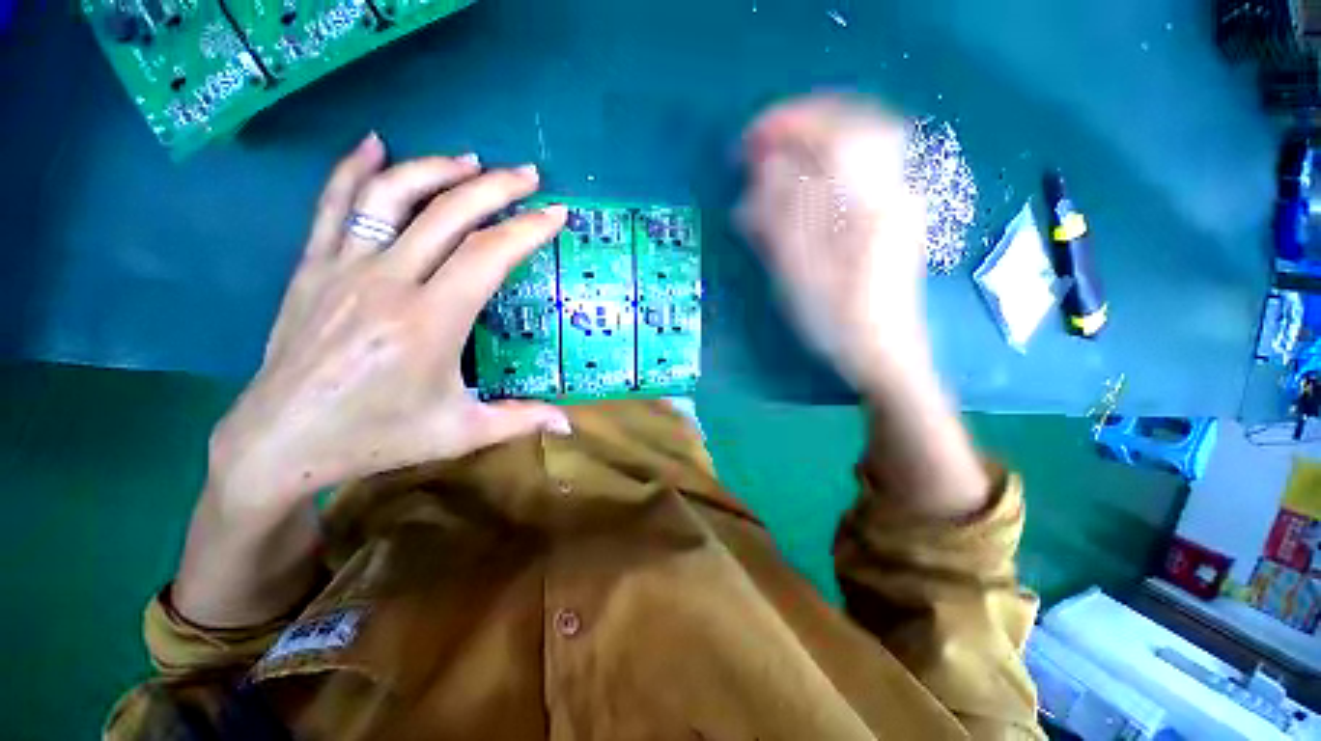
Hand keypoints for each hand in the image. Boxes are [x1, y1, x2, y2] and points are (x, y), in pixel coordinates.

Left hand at [210, 134, 570, 511]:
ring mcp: (344, 268)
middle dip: (496, 187)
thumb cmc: (377, 438)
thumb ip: (521, 420)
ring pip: (392, 195)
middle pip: (449, 213)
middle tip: (528, 176)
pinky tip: (375, 144)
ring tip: (472, 160)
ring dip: (436, 169)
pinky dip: (354, 168)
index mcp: (430, 322)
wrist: (281, 442)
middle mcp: (388, 282)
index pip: (488, 255)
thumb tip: (570, 425)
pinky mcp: (312, 267)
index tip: (555, 214)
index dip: (527, 230)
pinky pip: (334, 204)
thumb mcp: (461, 432)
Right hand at [738, 95, 929, 391]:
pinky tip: (806, 187)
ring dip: (817, 145)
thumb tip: (766, 168)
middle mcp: (893, 190)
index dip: (792, 124)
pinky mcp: (891, 220)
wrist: (885, 356)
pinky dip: (829, 168)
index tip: (753, 138)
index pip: (837, 132)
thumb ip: (782, 216)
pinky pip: (861, 175)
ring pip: (860, 149)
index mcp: (873, 202)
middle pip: (856, 127)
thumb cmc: (838, 322)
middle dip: (807, 126)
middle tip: (765, 144)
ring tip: (780, 161)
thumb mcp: (801, 273)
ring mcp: (898, 203)